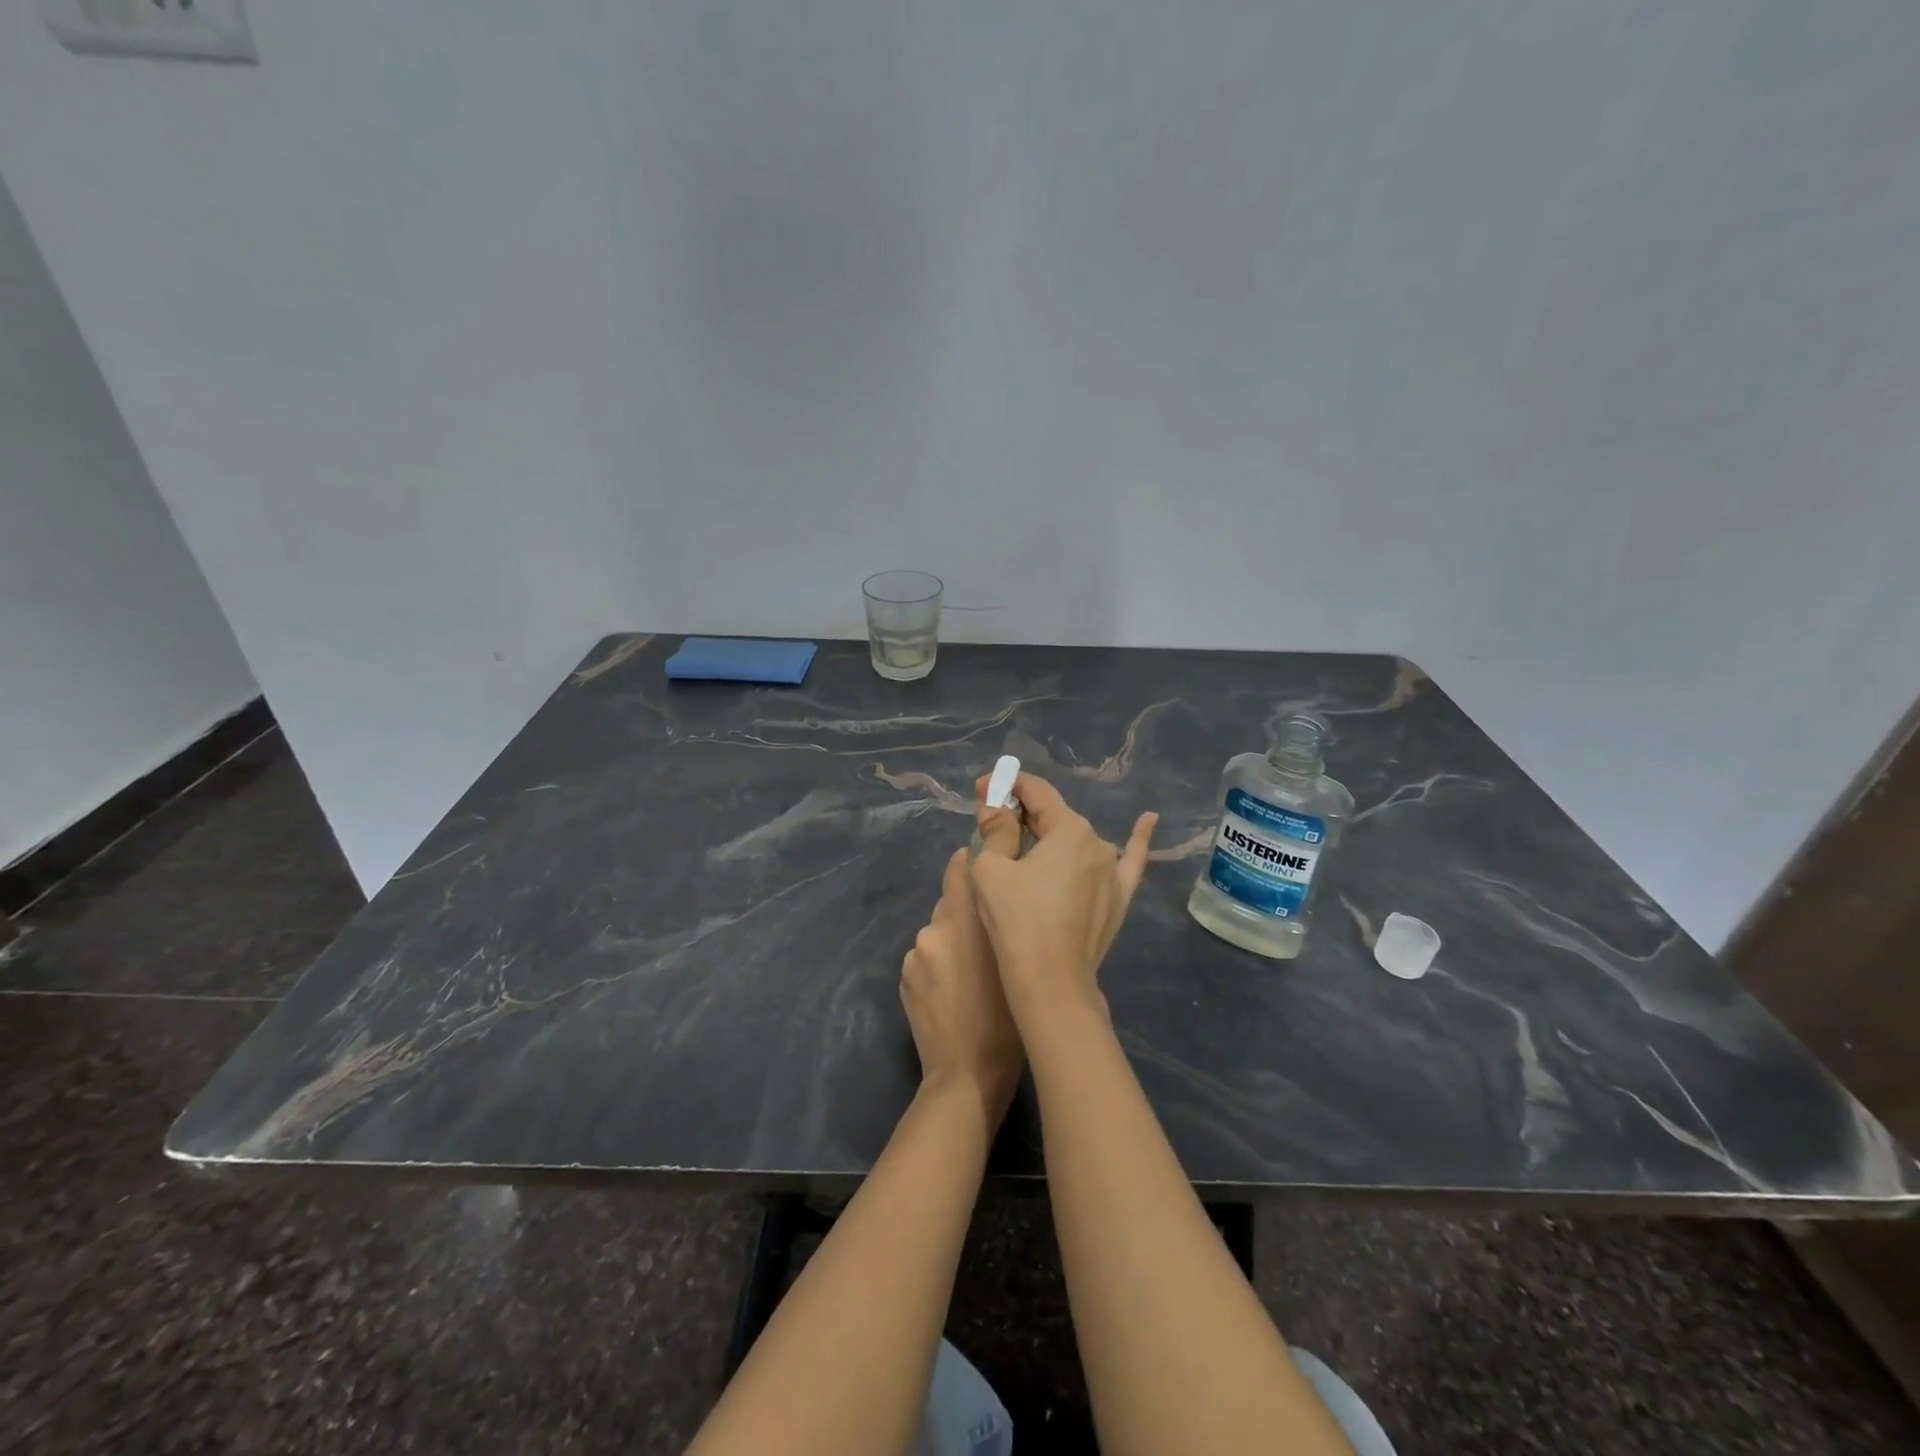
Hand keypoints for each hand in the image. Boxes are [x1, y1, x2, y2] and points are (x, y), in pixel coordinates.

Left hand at [900, 848, 1024, 1122]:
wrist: (966, 1074)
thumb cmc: (1008, 1018)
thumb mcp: (1016, 962)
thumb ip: (1002, 923)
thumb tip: (995, 897)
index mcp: (965, 919)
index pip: (960, 868)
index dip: (971, 863)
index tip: (985, 868)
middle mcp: (934, 928)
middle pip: (950, 905)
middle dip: (966, 915)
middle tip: (987, 942)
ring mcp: (915, 954)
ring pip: (938, 934)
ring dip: (951, 943)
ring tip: (970, 975)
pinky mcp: (904, 977)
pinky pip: (925, 959)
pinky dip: (937, 966)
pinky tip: (952, 992)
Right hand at [969, 772, 1156, 1023]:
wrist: (1051, 981)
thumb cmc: (1015, 920)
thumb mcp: (990, 869)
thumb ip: (994, 829)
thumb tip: (993, 805)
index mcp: (1068, 829)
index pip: (1036, 792)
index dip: (1006, 785)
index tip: (982, 789)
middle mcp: (1097, 843)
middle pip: (1055, 816)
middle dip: (1023, 813)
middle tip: (993, 820)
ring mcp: (1113, 872)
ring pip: (1078, 842)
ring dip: (1053, 835)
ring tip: (1027, 838)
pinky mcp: (1119, 899)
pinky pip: (1129, 862)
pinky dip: (1136, 840)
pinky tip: (1148, 822)